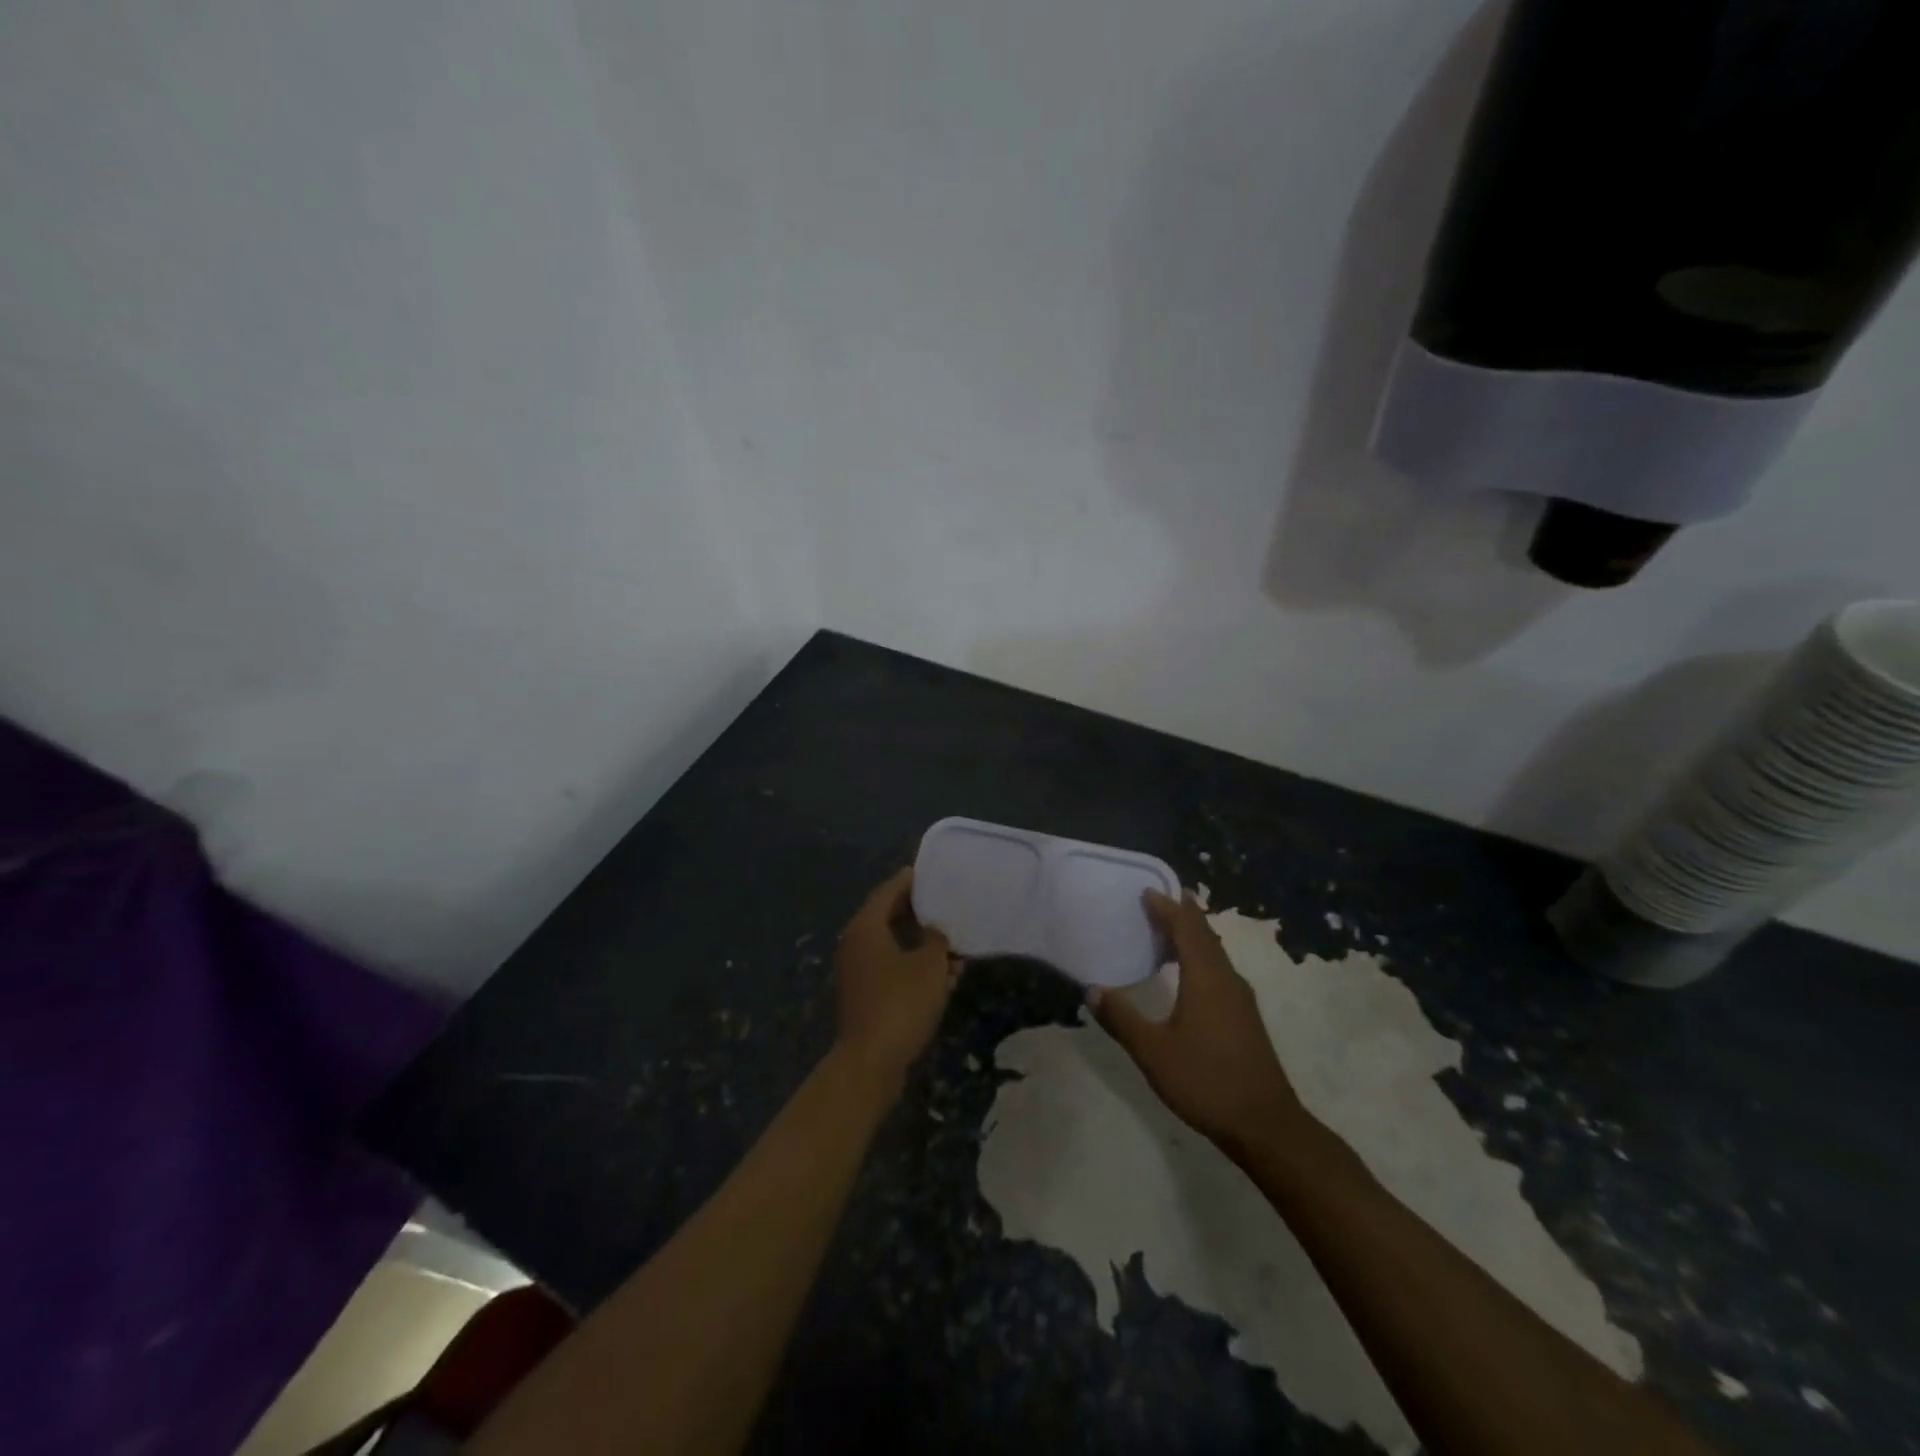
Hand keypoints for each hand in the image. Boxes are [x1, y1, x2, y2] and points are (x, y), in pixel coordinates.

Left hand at [832, 868, 958, 1089]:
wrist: (871, 1061)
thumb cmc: (901, 1002)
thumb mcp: (930, 965)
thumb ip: (936, 940)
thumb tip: (935, 932)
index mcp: (865, 927)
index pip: (888, 891)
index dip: (909, 881)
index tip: (930, 872)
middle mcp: (855, 944)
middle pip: (887, 917)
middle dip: (918, 912)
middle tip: (944, 904)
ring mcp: (857, 972)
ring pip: (892, 946)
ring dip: (920, 945)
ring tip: (953, 945)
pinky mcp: (864, 996)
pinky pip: (891, 969)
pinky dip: (913, 967)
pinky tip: (943, 977)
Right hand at [1090, 888, 1306, 1153]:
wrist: (1265, 1124)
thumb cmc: (1206, 1081)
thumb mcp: (1153, 1051)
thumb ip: (1122, 1019)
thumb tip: (1093, 990)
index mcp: (1206, 978)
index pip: (1187, 928)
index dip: (1167, 908)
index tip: (1147, 892)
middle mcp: (1226, 980)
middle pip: (1204, 935)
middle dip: (1182, 915)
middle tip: (1157, 900)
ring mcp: (1240, 999)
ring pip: (1215, 953)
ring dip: (1193, 936)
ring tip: (1169, 929)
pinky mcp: (1244, 1017)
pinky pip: (1219, 970)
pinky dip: (1200, 957)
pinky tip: (1188, 974)